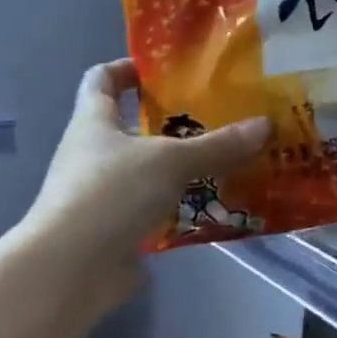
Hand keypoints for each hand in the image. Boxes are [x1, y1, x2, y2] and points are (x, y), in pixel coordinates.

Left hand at [21, 60, 267, 302]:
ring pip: (147, 167)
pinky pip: (155, 205)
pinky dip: (181, 202)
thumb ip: (219, 144)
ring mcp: (101, 193)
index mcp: (94, 122)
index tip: (166, 67)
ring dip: (181, 164)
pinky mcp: (115, 228)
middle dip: (171, 119)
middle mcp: (92, 153)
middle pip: (131, 125)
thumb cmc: (111, 193)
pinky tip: (216, 201)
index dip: (128, 68)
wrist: (70, 270)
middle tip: (217, 113)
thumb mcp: (172, 160)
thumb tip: (266, 125)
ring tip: (227, 156)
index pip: (101, 79)